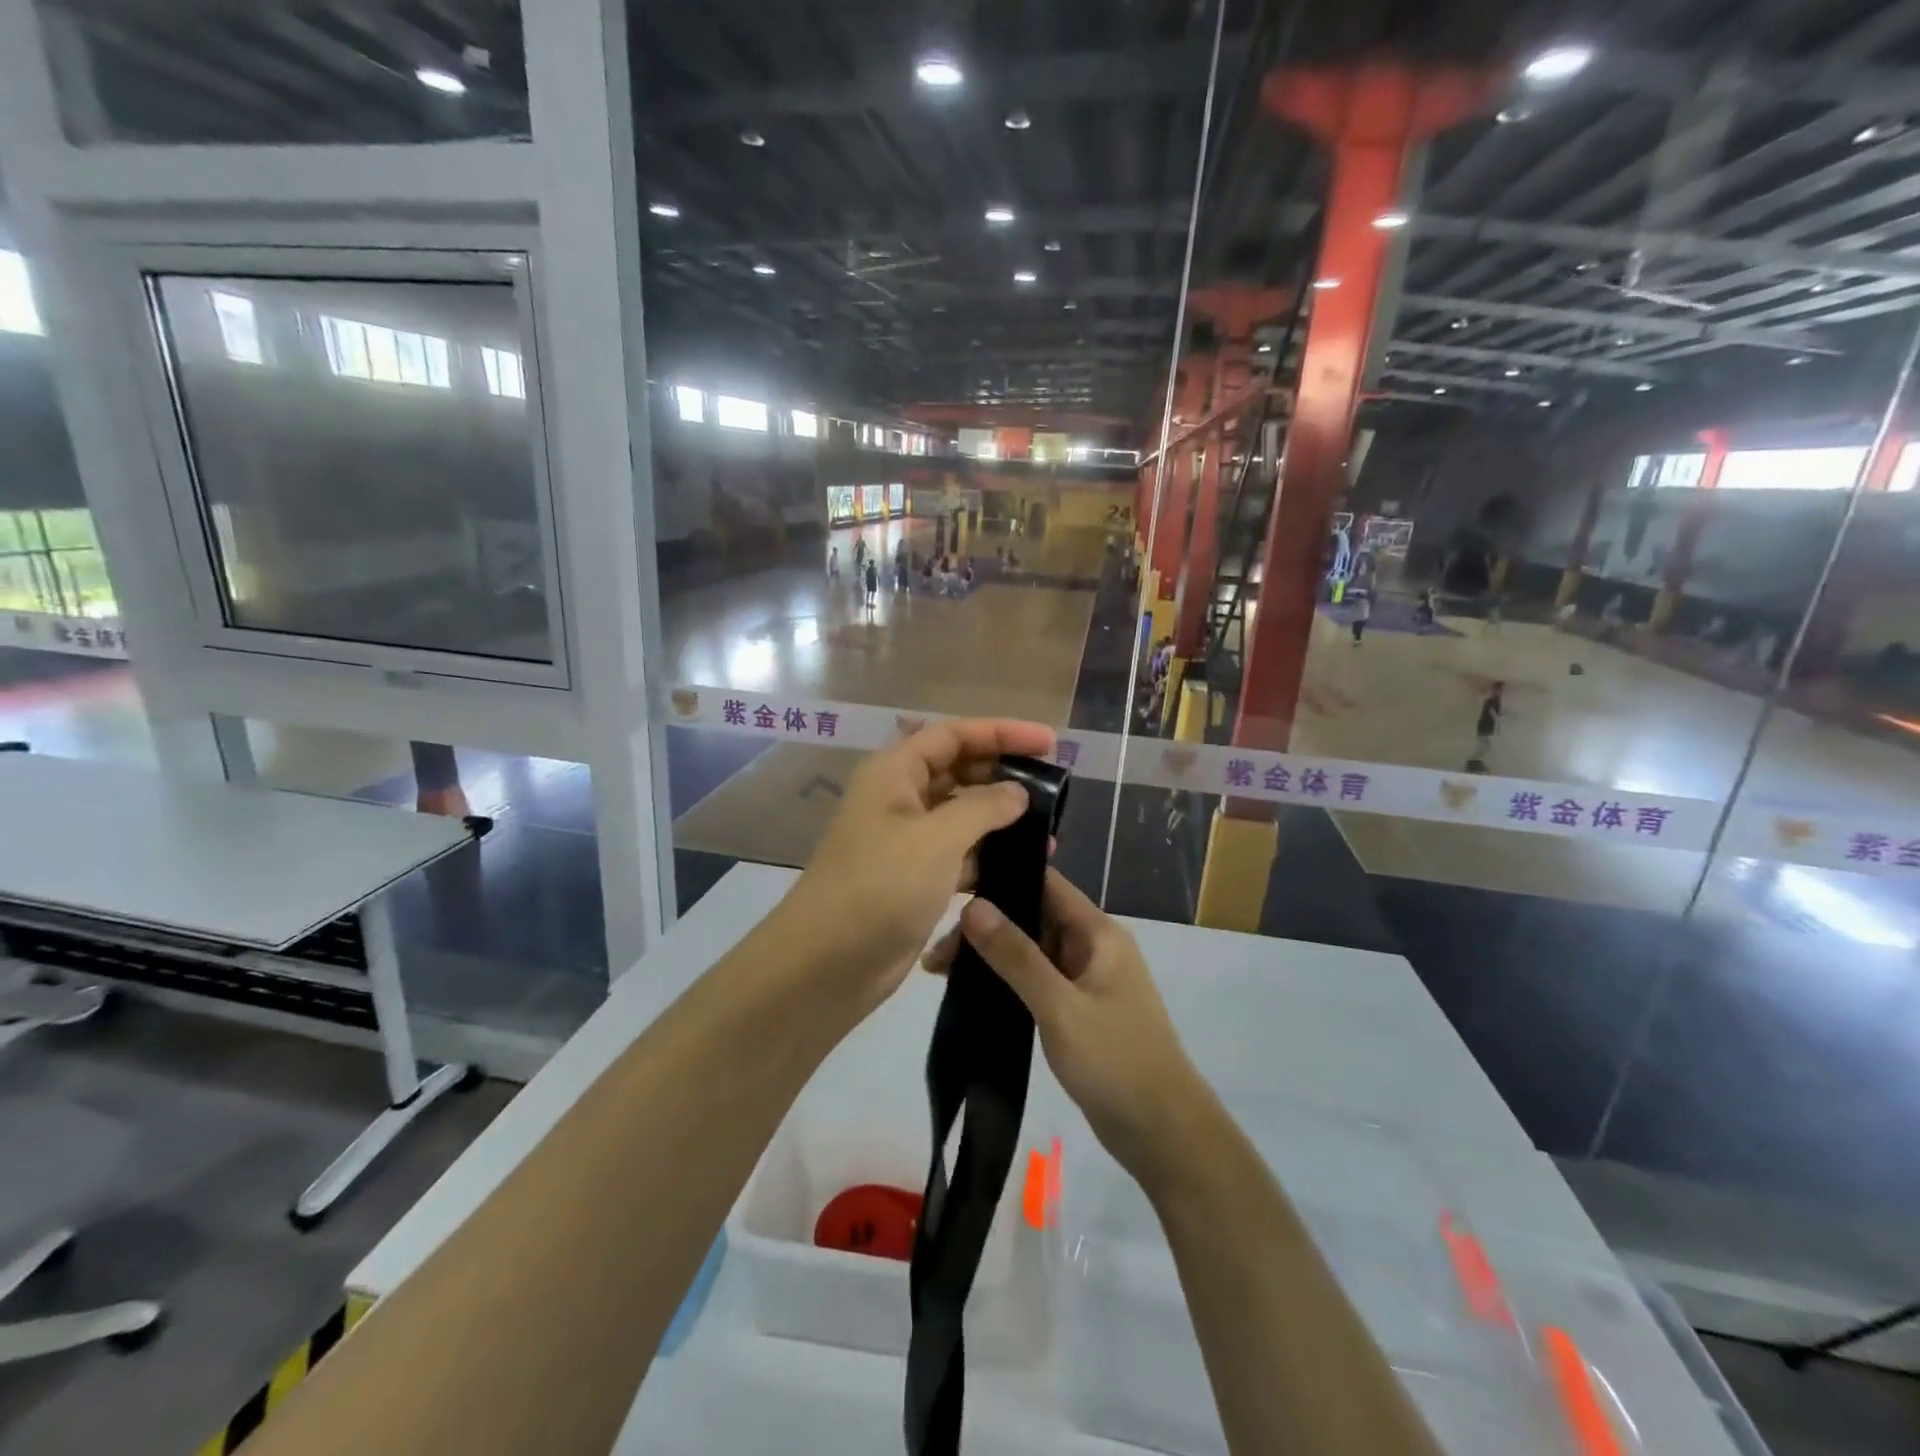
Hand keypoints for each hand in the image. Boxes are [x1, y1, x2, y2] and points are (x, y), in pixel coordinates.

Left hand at [780, 718, 1054, 1016]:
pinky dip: (987, 855)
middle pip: (958, 770)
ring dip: (1001, 819)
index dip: (1002, 732)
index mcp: (895, 772)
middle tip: (1054, 788)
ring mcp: (906, 840)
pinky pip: (958, 853)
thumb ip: (983, 807)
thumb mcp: (937, 839)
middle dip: (1004, 774)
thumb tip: (1018, 792)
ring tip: (1049, 833)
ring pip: (961, 814)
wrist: (827, 964)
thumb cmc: (880, 886)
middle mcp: (899, 798)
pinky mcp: (914, 877)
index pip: (954, 735)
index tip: (1049, 741)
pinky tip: (1022, 866)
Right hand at [926, 869, 1207, 1187]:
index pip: (1046, 883)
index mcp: (1098, 933)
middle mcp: (1092, 947)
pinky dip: (1004, 980)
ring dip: (990, 955)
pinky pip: (1035, 980)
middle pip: (1032, 917)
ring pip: (1030, 950)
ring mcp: (1085, 980)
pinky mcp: (1077, 1010)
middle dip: (985, 925)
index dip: (1002, 876)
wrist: (1163, 1134)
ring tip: (938, 971)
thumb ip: (1016, 956)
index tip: (954, 885)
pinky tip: (970, 992)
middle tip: (937, 951)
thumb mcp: (1059, 1007)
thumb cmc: (1115, 1062)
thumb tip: (972, 905)